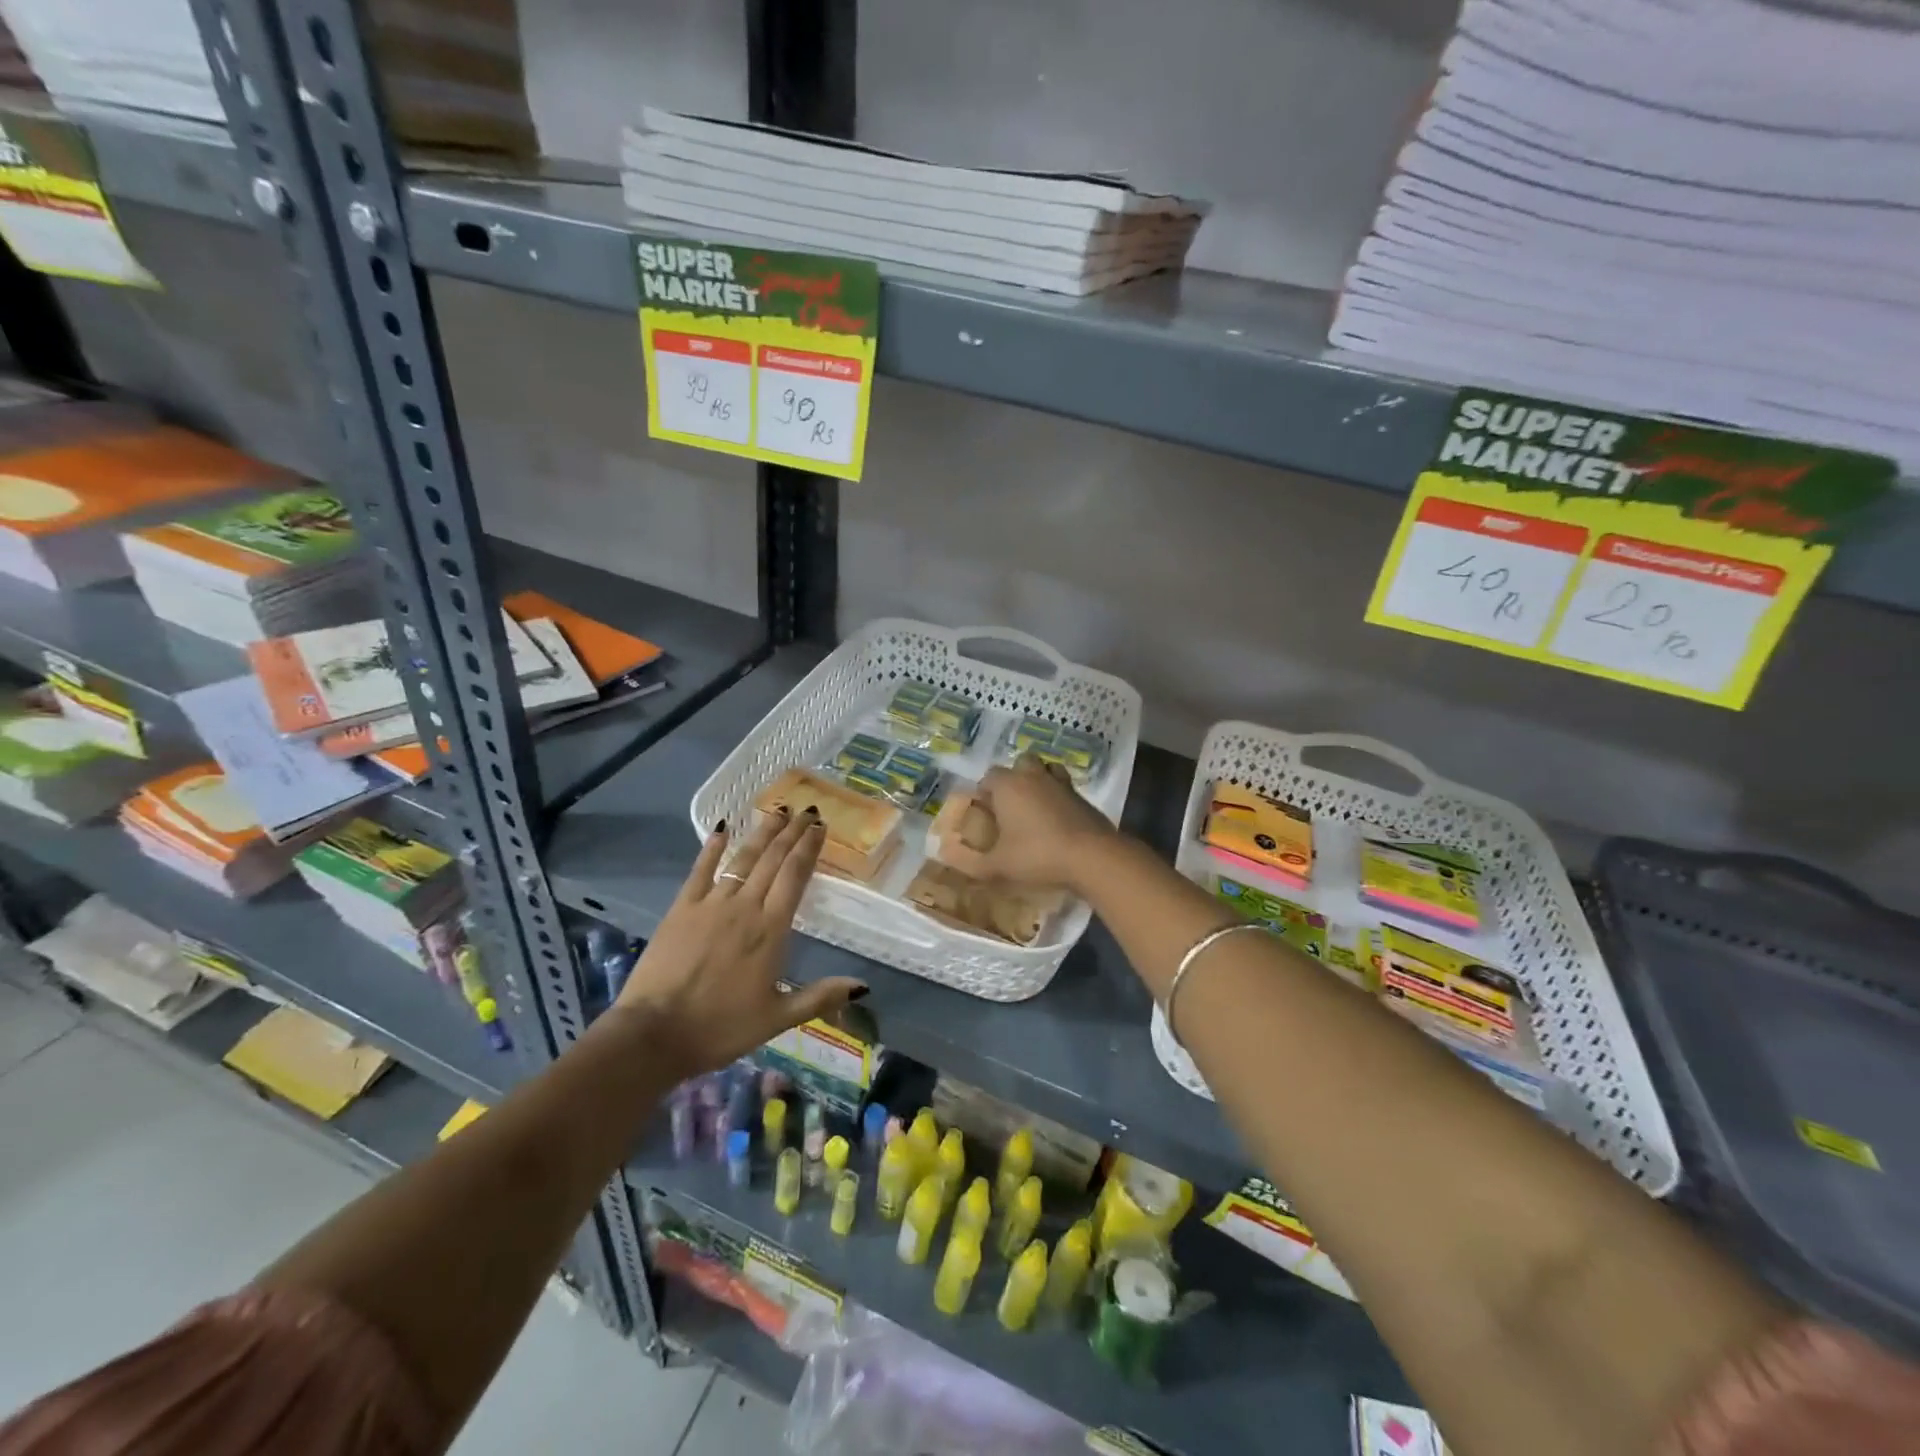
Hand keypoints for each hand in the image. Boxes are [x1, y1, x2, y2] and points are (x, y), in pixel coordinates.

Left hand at [612, 810, 865, 1081]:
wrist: (655, 1034)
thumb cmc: (721, 1028)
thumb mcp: (777, 1019)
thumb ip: (820, 996)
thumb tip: (862, 986)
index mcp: (771, 930)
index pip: (795, 876)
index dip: (808, 848)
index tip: (819, 827)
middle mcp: (745, 907)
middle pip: (772, 860)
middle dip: (791, 832)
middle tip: (806, 810)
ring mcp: (710, 904)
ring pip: (742, 858)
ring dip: (762, 833)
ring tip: (777, 811)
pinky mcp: (681, 908)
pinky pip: (701, 870)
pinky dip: (712, 847)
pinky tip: (722, 828)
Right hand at [939, 756, 1117, 891]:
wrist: (1092, 856)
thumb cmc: (1038, 856)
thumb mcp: (998, 866)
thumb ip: (971, 863)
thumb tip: (948, 857)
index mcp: (1008, 786)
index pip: (989, 776)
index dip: (984, 792)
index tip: (984, 813)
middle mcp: (1033, 776)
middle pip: (1019, 763)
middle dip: (1012, 779)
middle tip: (1009, 806)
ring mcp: (1061, 783)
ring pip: (1045, 770)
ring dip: (1037, 781)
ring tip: (1033, 807)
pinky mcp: (1082, 796)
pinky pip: (1064, 787)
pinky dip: (1058, 796)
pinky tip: (1056, 819)